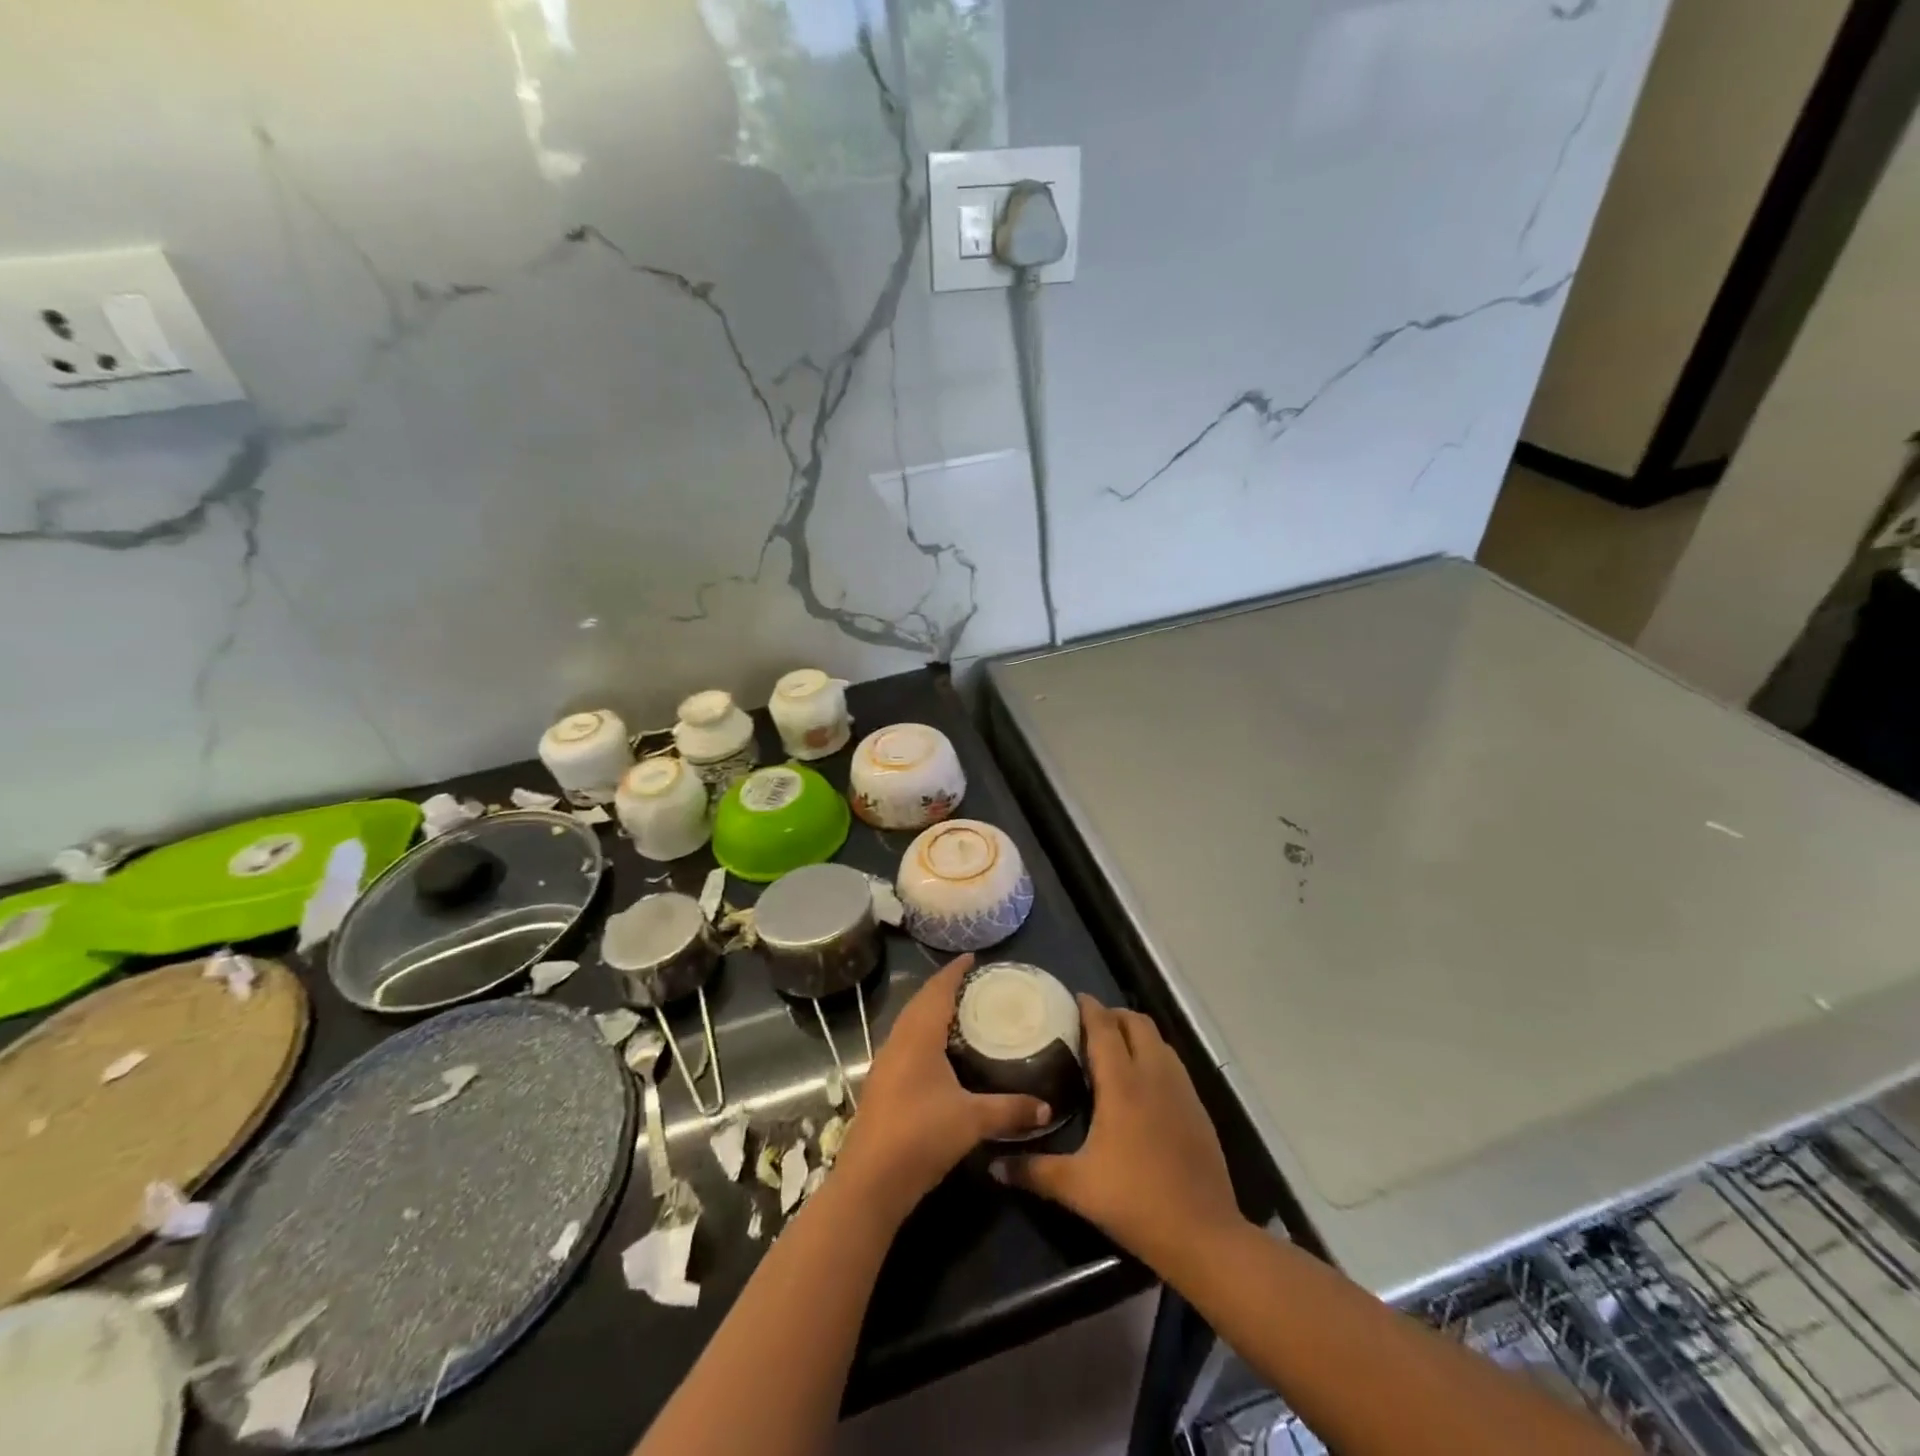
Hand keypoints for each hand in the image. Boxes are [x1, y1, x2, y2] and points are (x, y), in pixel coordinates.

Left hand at [833, 955, 1053, 1224]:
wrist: (869, 1181)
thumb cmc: (921, 1137)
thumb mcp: (972, 1121)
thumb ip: (1010, 1109)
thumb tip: (1046, 1107)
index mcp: (918, 1036)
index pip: (937, 990)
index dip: (954, 971)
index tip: (972, 957)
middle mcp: (898, 1041)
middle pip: (921, 1002)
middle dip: (944, 988)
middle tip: (973, 983)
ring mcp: (886, 1063)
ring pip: (910, 1022)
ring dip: (931, 1010)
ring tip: (960, 1011)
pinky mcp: (882, 1084)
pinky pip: (905, 1042)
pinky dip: (923, 1033)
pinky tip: (939, 1051)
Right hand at [994, 999, 1242, 1269]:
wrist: (1203, 1234)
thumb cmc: (1135, 1201)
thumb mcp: (1077, 1187)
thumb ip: (1033, 1170)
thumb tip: (993, 1164)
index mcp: (1123, 1083)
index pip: (1105, 1028)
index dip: (1089, 1008)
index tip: (1072, 998)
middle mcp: (1154, 1074)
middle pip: (1136, 1022)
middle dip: (1113, 1015)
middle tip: (1089, 1026)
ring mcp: (1181, 1089)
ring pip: (1158, 1040)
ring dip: (1136, 1033)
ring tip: (1114, 1049)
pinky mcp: (1198, 1107)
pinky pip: (1172, 1063)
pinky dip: (1154, 1056)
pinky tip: (1141, 1083)